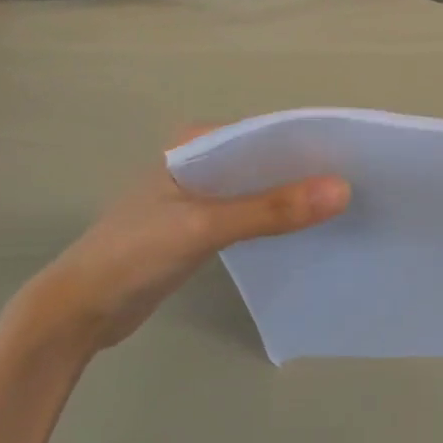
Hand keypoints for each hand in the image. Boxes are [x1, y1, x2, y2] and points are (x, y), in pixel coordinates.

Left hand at [6, 139, 349, 358]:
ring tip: (344, 209)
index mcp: (194, 144)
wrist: (82, 310)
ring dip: (291, 199)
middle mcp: (200, 162)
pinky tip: (306, 233)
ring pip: (257, 190)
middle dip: (305, 173)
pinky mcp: (200, 228)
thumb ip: (270, 210)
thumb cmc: (134, 255)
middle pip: (263, 162)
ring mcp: (199, 196)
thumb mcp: (204, 227)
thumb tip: (342, 190)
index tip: (357, 157)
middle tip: (361, 185)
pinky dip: (274, 222)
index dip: (307, 143)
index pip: (262, 133)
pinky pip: (248, 216)